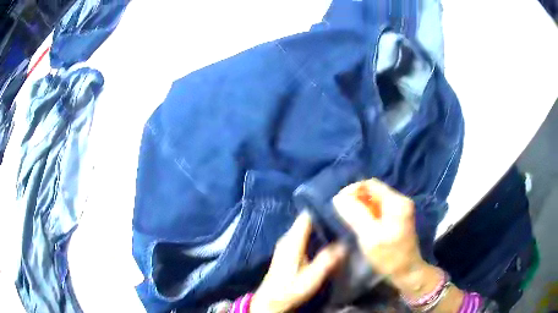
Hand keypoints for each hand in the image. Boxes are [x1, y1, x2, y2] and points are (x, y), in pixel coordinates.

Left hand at [251, 212, 345, 312]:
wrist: (270, 301)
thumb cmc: (290, 289)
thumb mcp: (311, 277)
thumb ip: (327, 260)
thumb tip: (345, 244)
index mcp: (292, 241)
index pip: (306, 216)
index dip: (322, 210)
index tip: (340, 209)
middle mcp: (288, 238)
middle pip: (307, 221)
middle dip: (324, 219)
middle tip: (344, 219)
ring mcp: (286, 244)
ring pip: (305, 229)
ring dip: (320, 228)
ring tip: (339, 228)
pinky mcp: (287, 251)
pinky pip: (303, 236)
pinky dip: (315, 236)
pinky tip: (326, 241)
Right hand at [332, 178, 424, 281]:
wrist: (407, 272)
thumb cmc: (389, 256)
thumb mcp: (370, 236)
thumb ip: (355, 215)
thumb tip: (338, 198)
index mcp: (397, 202)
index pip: (370, 184)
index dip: (352, 190)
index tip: (338, 202)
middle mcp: (400, 201)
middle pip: (373, 191)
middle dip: (355, 199)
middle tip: (342, 213)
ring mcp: (400, 209)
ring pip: (374, 200)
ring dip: (360, 206)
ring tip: (348, 218)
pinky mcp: (398, 218)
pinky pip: (378, 209)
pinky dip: (367, 213)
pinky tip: (359, 223)